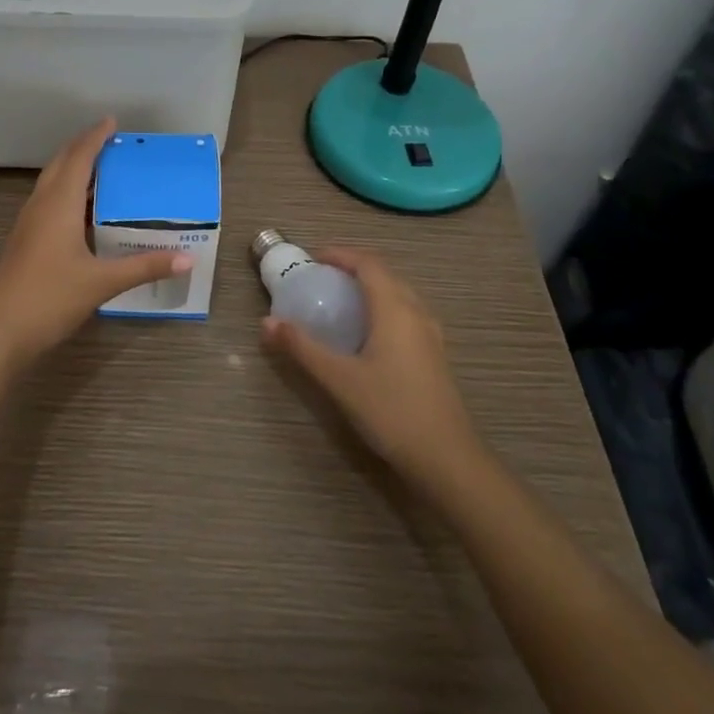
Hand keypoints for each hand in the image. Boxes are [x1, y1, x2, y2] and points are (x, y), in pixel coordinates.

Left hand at [0, 118, 191, 370]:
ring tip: (102, 171)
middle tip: (110, 142)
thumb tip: (188, 259)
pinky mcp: (24, 242)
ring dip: (73, 170)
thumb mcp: (101, 283)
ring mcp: (28, 224)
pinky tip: (82, 213)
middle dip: (83, 148)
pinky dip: (67, 194)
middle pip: (60, 164)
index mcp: (59, 204)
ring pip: (51, 183)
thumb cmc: (48, 297)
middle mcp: (41, 206)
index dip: (95, 137)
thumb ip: (144, 267)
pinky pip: (48, 203)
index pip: (79, 158)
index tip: (112, 122)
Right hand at [262, 248, 483, 497]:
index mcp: (394, 308)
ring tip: (341, 302)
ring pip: (398, 294)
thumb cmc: (391, 411)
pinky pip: (406, 314)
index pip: (368, 263)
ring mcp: (430, 335)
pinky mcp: (435, 356)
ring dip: (370, 288)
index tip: (313, 258)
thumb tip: (266, 322)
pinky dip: (382, 308)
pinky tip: (367, 334)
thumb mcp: (339, 379)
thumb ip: (302, 347)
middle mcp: (416, 312)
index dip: (340, 254)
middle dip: (353, 268)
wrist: (447, 460)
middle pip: (384, 274)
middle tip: (322, 278)